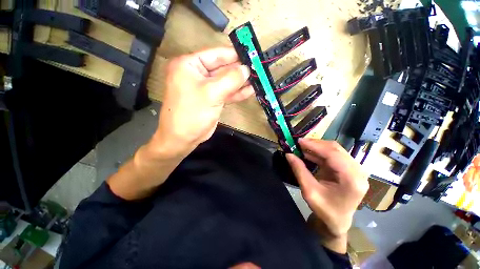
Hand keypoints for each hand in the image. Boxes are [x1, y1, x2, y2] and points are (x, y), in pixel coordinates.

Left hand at [152, 47, 253, 157]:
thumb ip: (230, 79)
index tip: (251, 54)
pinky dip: (237, 92)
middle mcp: (197, 74)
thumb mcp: (212, 93)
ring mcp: (206, 88)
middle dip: (239, 70)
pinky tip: (250, 91)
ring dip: (240, 82)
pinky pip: (226, 93)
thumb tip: (246, 69)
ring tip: (257, 80)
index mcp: (189, 65)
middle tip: (257, 69)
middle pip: (222, 68)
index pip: (215, 54)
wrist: (184, 138)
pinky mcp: (212, 99)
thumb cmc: (192, 113)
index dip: (234, 54)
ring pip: (226, 82)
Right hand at [286, 139, 368, 251]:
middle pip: (336, 149)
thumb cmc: (325, 210)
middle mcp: (357, 171)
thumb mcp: (309, 191)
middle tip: (298, 143)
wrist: (337, 221)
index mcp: (352, 180)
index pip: (333, 155)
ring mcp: (354, 169)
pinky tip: (308, 152)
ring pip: (334, 150)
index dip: (315, 145)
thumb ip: (299, 171)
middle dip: (315, 144)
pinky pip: (333, 155)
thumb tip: (288, 154)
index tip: (299, 141)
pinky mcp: (348, 169)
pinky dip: (319, 152)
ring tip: (301, 146)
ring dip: (317, 147)